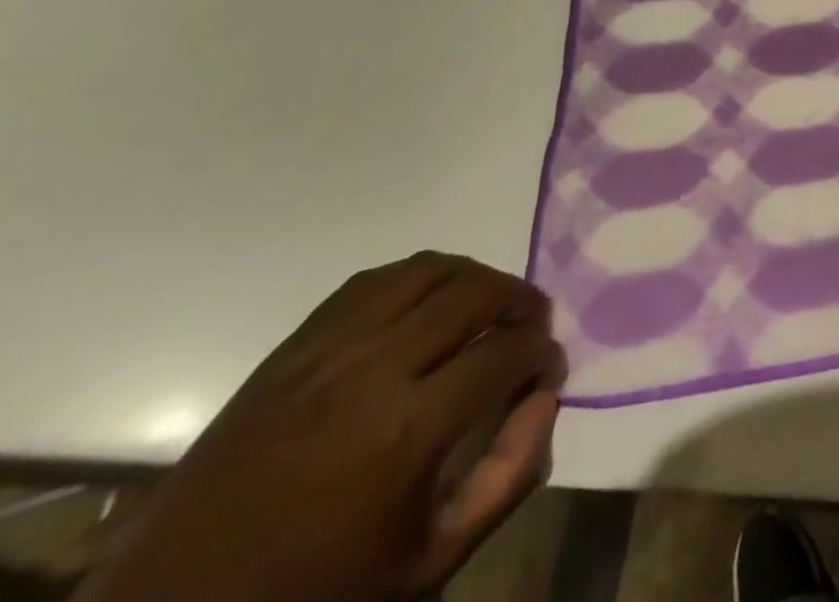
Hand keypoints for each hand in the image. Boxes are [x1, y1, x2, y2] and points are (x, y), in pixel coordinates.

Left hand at [77, 252, 565, 601]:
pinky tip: (427, 304)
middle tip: (530, 325)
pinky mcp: (290, 349)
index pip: (507, 354)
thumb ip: (508, 474)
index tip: (548, 367)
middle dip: (520, 301)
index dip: (542, 353)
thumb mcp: (428, 561)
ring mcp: (324, 352)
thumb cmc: (316, 593)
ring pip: (427, 270)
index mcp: (407, 431)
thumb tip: (546, 395)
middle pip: (474, 293)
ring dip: (473, 278)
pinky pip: (372, 282)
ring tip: (487, 304)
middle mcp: (371, 371)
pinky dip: (417, 279)